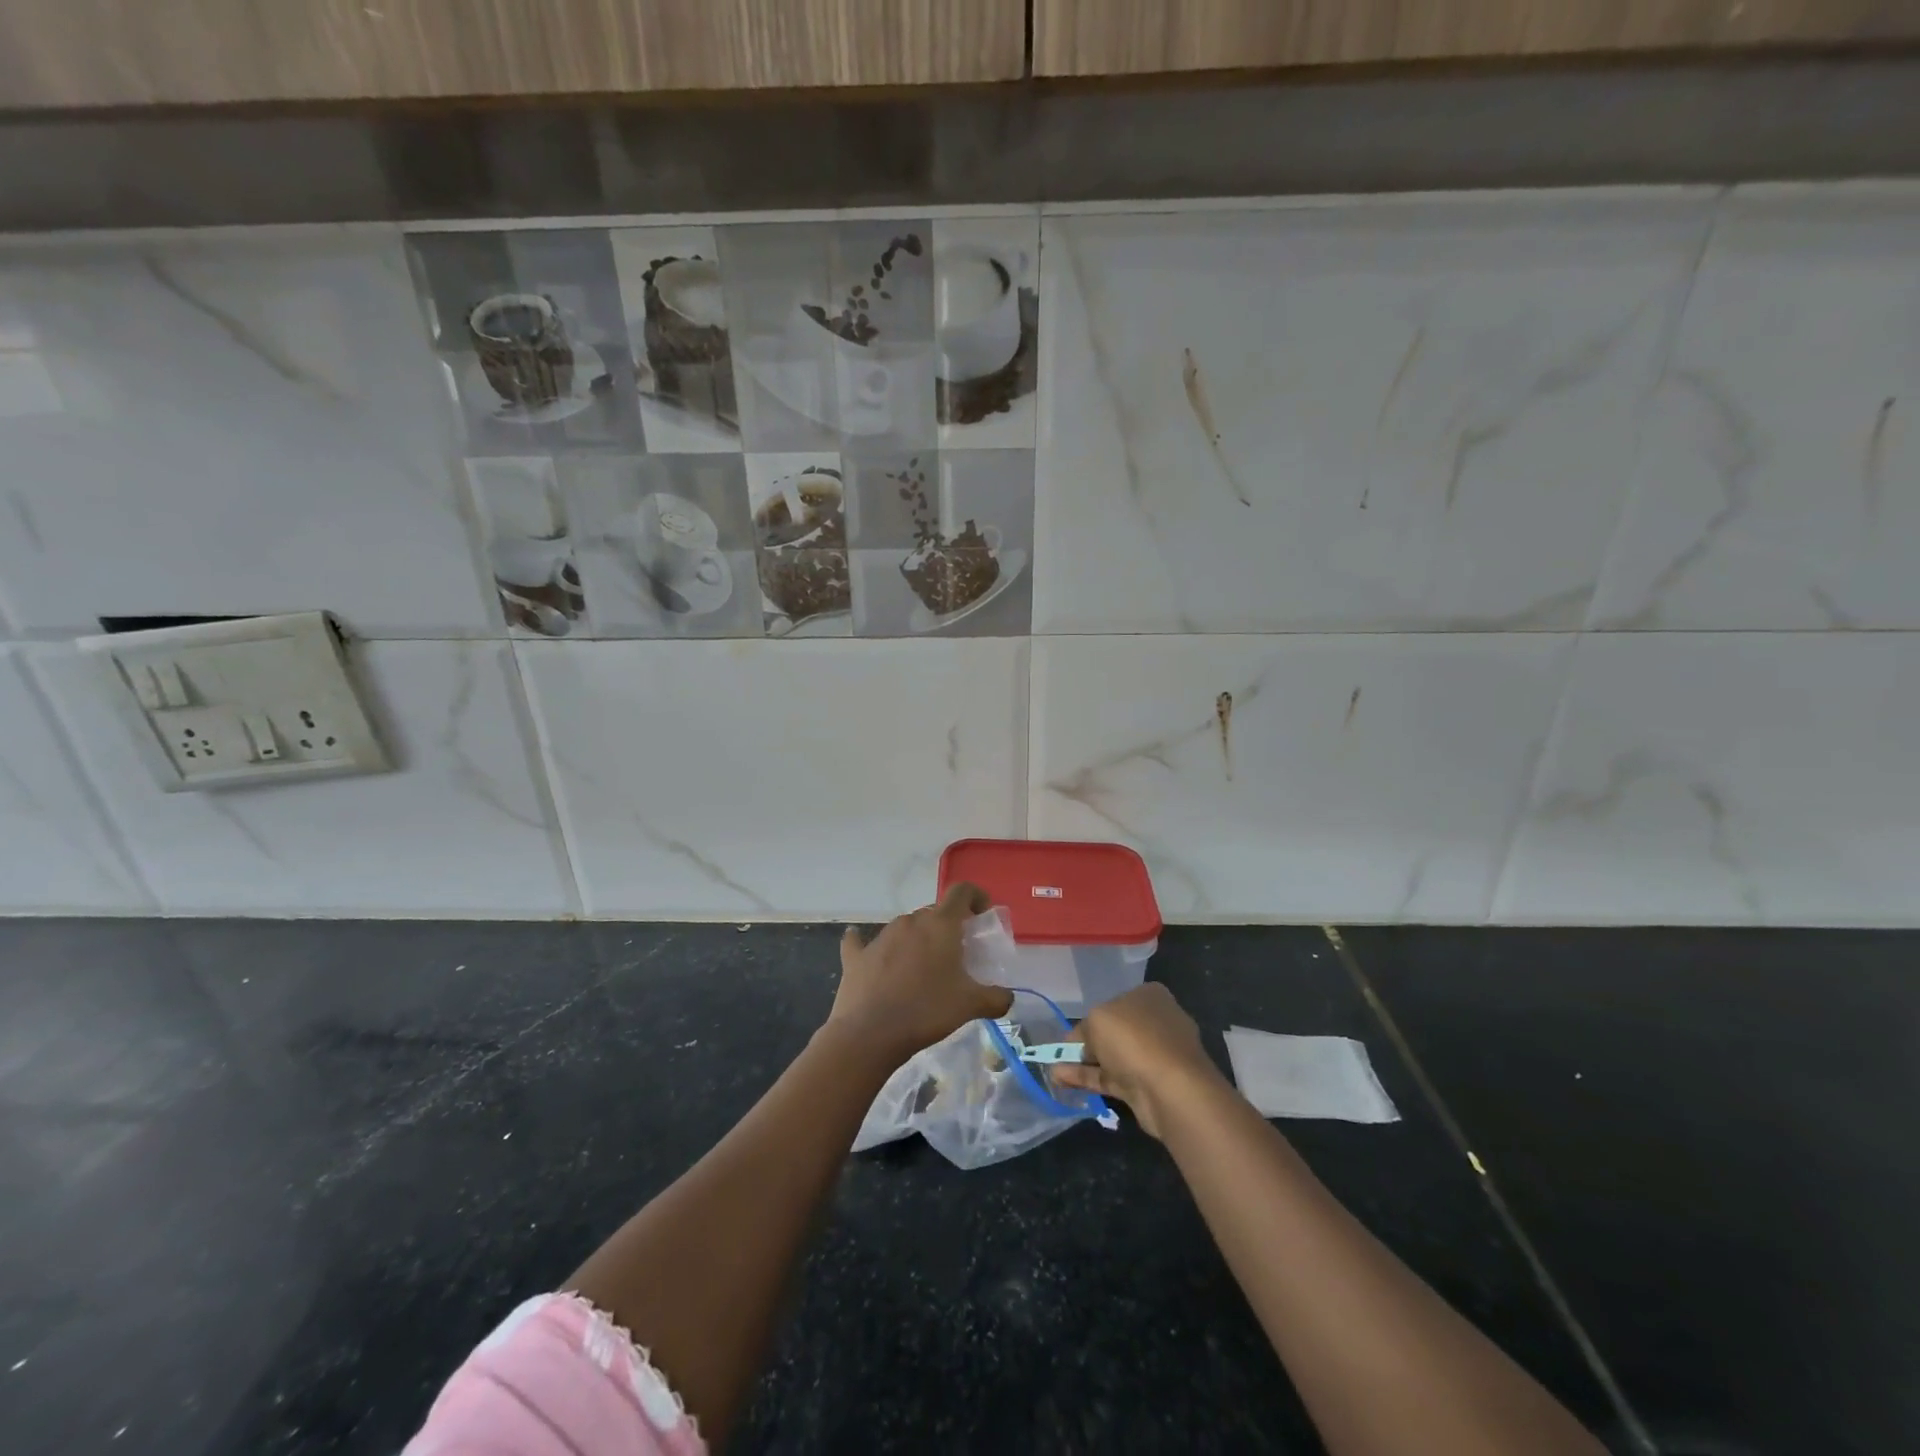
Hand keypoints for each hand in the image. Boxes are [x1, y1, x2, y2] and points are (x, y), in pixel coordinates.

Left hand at [829, 883, 1012, 1060]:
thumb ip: (996, 998)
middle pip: (934, 912)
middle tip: (956, 954)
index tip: (982, 914)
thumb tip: (1007, 997)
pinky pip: (862, 943)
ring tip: (923, 969)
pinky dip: (866, 944)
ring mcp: (880, 937)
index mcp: (940, 924)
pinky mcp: (857, 956)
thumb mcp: (970, 1005)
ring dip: (917, 940)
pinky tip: (864, 948)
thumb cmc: (927, 1011)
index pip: (961, 891)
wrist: (870, 1034)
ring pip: (905, 928)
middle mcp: (910, 921)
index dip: (975, 896)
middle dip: (947, 927)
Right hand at [1052, 983, 1227, 1139]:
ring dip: (1083, 1064)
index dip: (1091, 1017)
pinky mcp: (1148, 1085)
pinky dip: (1089, 1079)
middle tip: (1060, 1054)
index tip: (1072, 1033)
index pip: (1114, 1002)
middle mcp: (1155, 1022)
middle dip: (1086, 1043)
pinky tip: (1063, 1082)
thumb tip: (1079, 1044)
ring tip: (1053, 1071)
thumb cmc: (1134, 1038)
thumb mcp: (1097, 1019)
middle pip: (1113, 1031)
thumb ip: (1083, 1029)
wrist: (1171, 1089)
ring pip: (1112, 1057)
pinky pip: (1112, 1078)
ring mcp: (1154, 1056)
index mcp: (1149, 996)